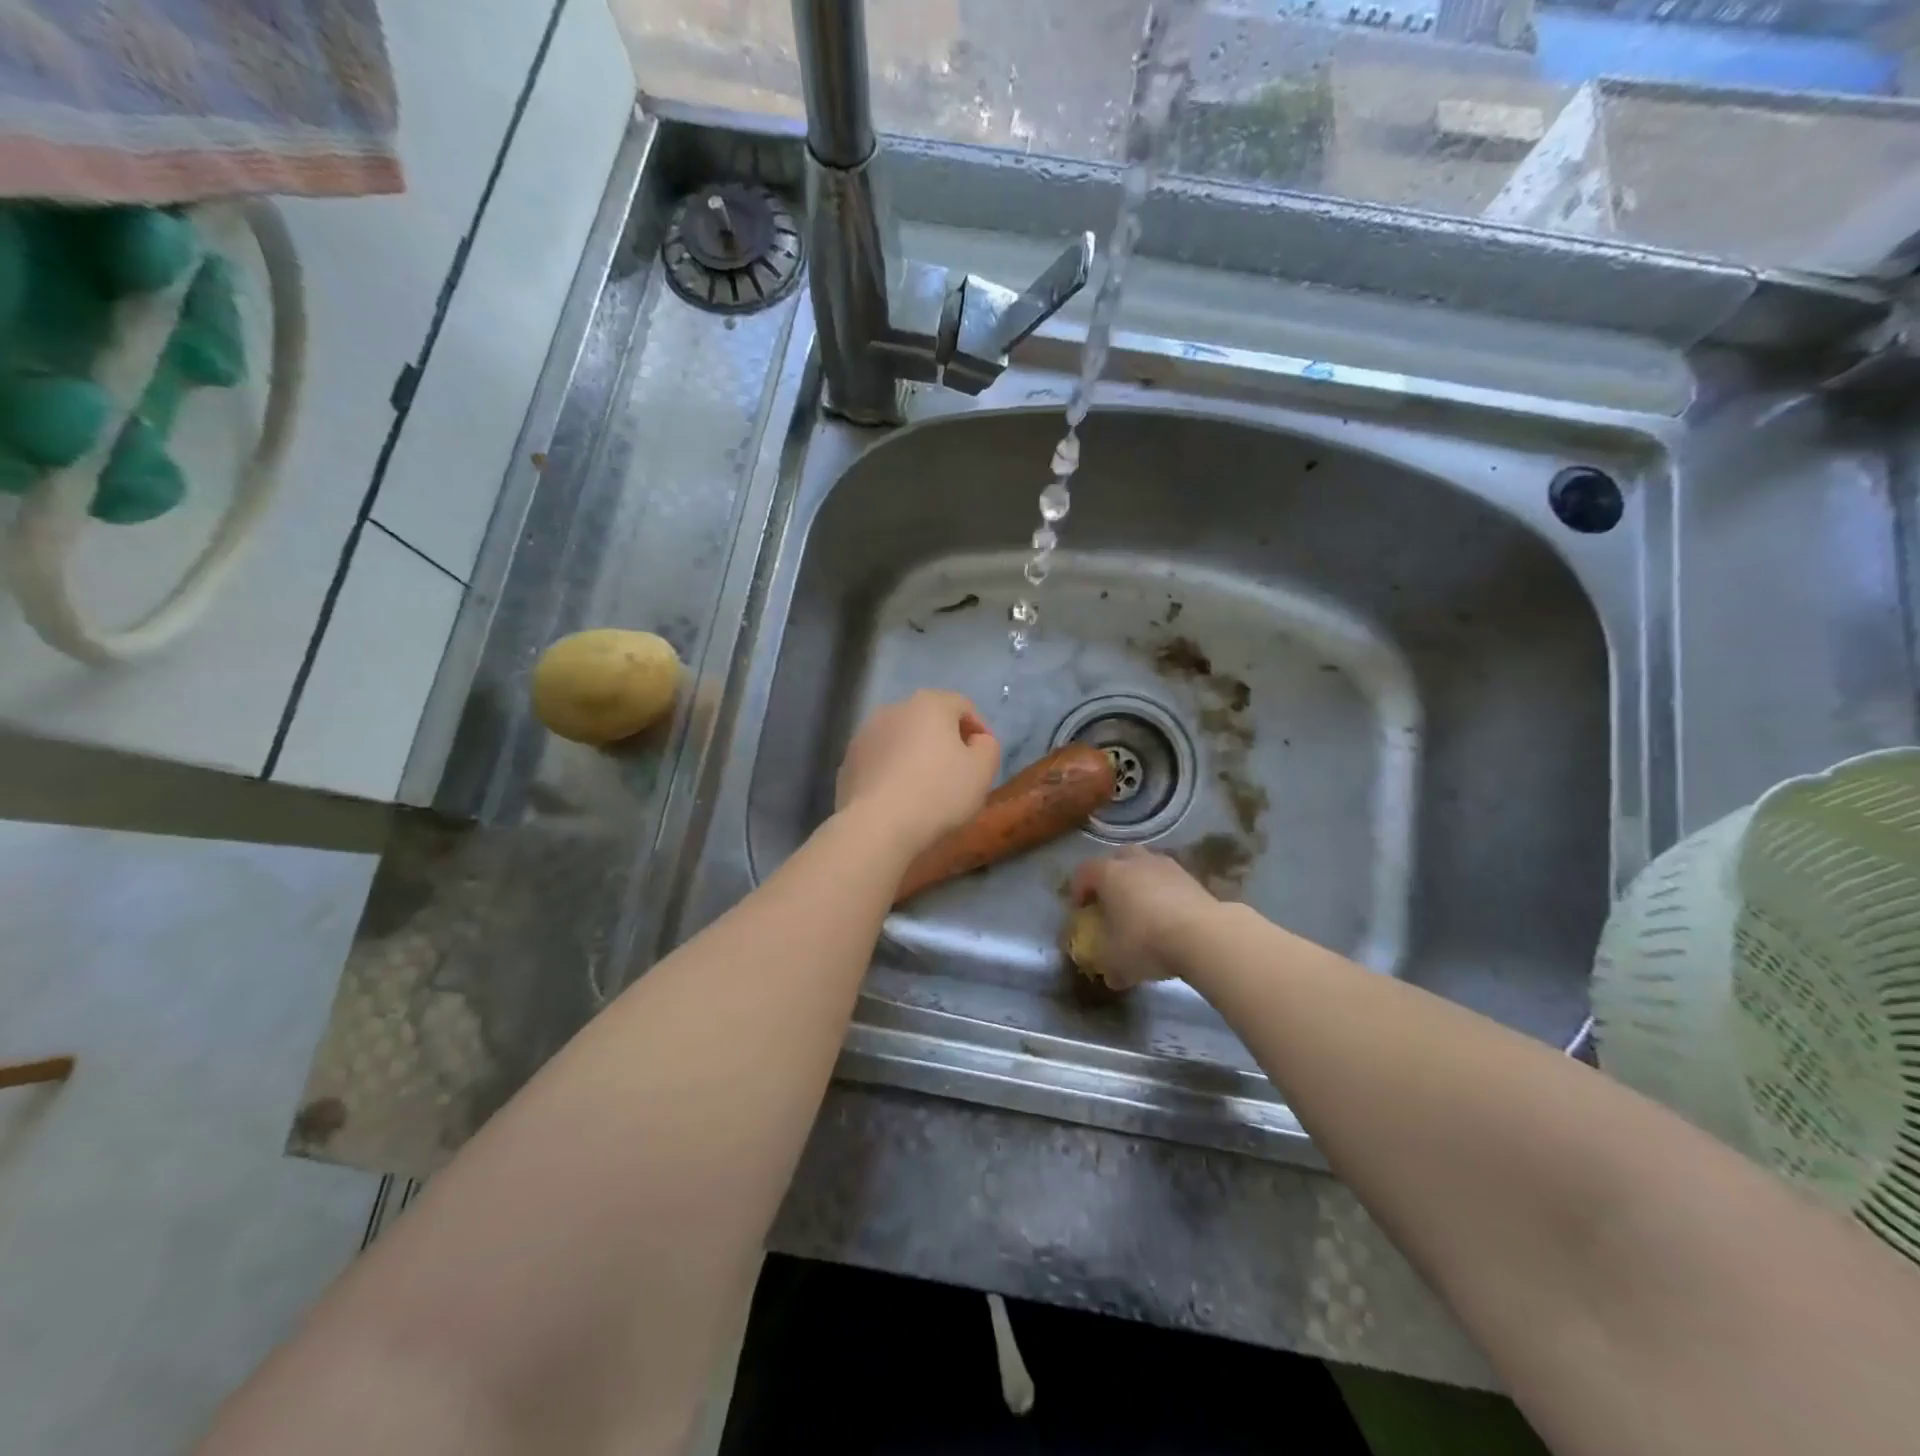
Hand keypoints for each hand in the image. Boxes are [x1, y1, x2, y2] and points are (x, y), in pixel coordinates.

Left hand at [835, 691, 1000, 856]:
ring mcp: (865, 734)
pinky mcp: (848, 761)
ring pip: (902, 739)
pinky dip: (893, 771)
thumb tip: (977, 741)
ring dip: (916, 754)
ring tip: (926, 787)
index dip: (979, 730)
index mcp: (930, 703)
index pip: (963, 706)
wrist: (877, 826)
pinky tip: (899, 797)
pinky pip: (880, 760)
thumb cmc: (938, 793)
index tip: (984, 759)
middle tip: (958, 773)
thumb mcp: (982, 770)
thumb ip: (988, 747)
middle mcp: (894, 708)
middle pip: (929, 719)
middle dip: (945, 740)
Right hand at [1070, 848, 1218, 989]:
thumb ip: (1108, 965)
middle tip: (1109, 900)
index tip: (1080, 910)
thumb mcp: (1116, 961)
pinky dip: (1163, 892)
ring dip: (1139, 881)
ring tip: (1141, 908)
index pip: (1084, 872)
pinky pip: (1168, 880)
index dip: (1078, 890)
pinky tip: (1167, 916)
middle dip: (1110, 877)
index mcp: (1109, 874)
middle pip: (1116, 859)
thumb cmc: (1146, 941)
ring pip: (1145, 866)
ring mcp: (1166, 866)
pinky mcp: (1191, 877)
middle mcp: (1135, 861)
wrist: (1204, 935)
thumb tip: (1111, 976)